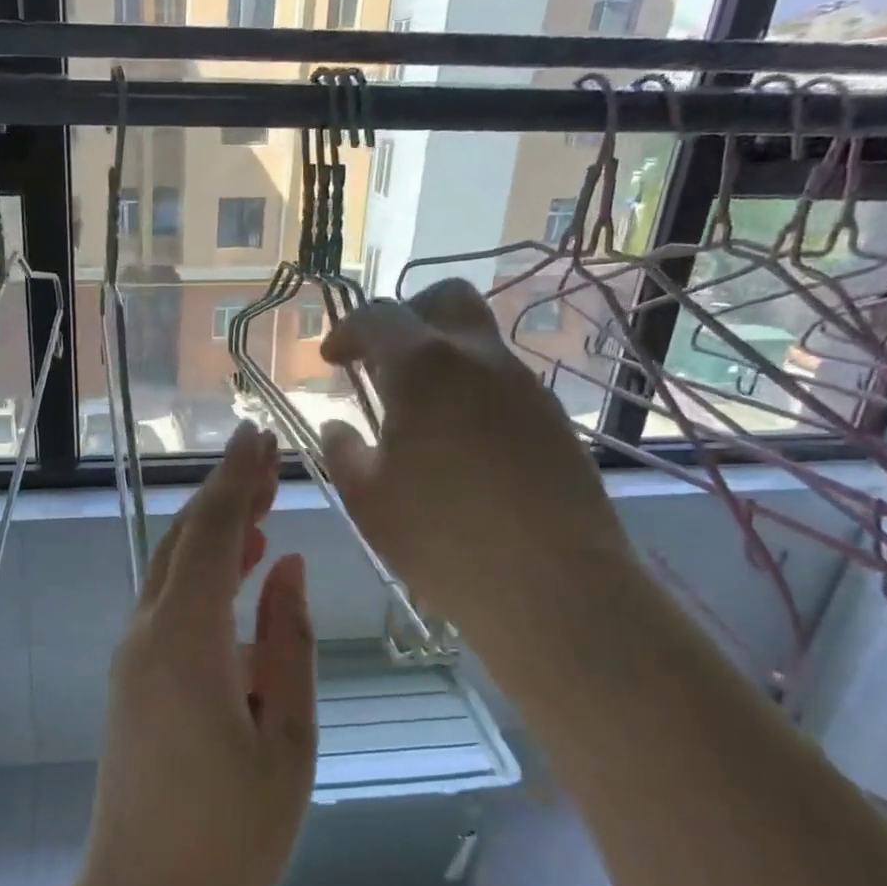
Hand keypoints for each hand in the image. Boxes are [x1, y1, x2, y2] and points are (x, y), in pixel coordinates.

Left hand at [77, 422, 316, 885]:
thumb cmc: (232, 838)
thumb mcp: (287, 738)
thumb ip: (286, 642)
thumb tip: (285, 564)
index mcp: (184, 642)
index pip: (211, 534)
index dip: (236, 480)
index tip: (261, 435)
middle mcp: (147, 633)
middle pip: (184, 540)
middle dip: (224, 492)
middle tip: (267, 456)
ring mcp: (133, 655)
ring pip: (173, 567)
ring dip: (214, 528)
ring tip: (261, 500)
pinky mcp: (134, 677)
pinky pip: (169, 601)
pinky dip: (202, 570)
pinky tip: (239, 567)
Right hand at [319, 279, 633, 644]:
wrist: (553, 585)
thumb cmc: (441, 538)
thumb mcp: (367, 498)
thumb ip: (344, 452)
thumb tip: (337, 426)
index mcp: (423, 368)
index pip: (378, 317)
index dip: (347, 331)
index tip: (332, 360)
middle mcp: (479, 359)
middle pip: (444, 300)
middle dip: (407, 317)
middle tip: (383, 360)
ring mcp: (525, 386)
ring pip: (479, 342)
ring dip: (442, 359)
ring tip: (419, 413)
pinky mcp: (554, 419)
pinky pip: (504, 383)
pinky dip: (472, 392)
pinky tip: (461, 445)